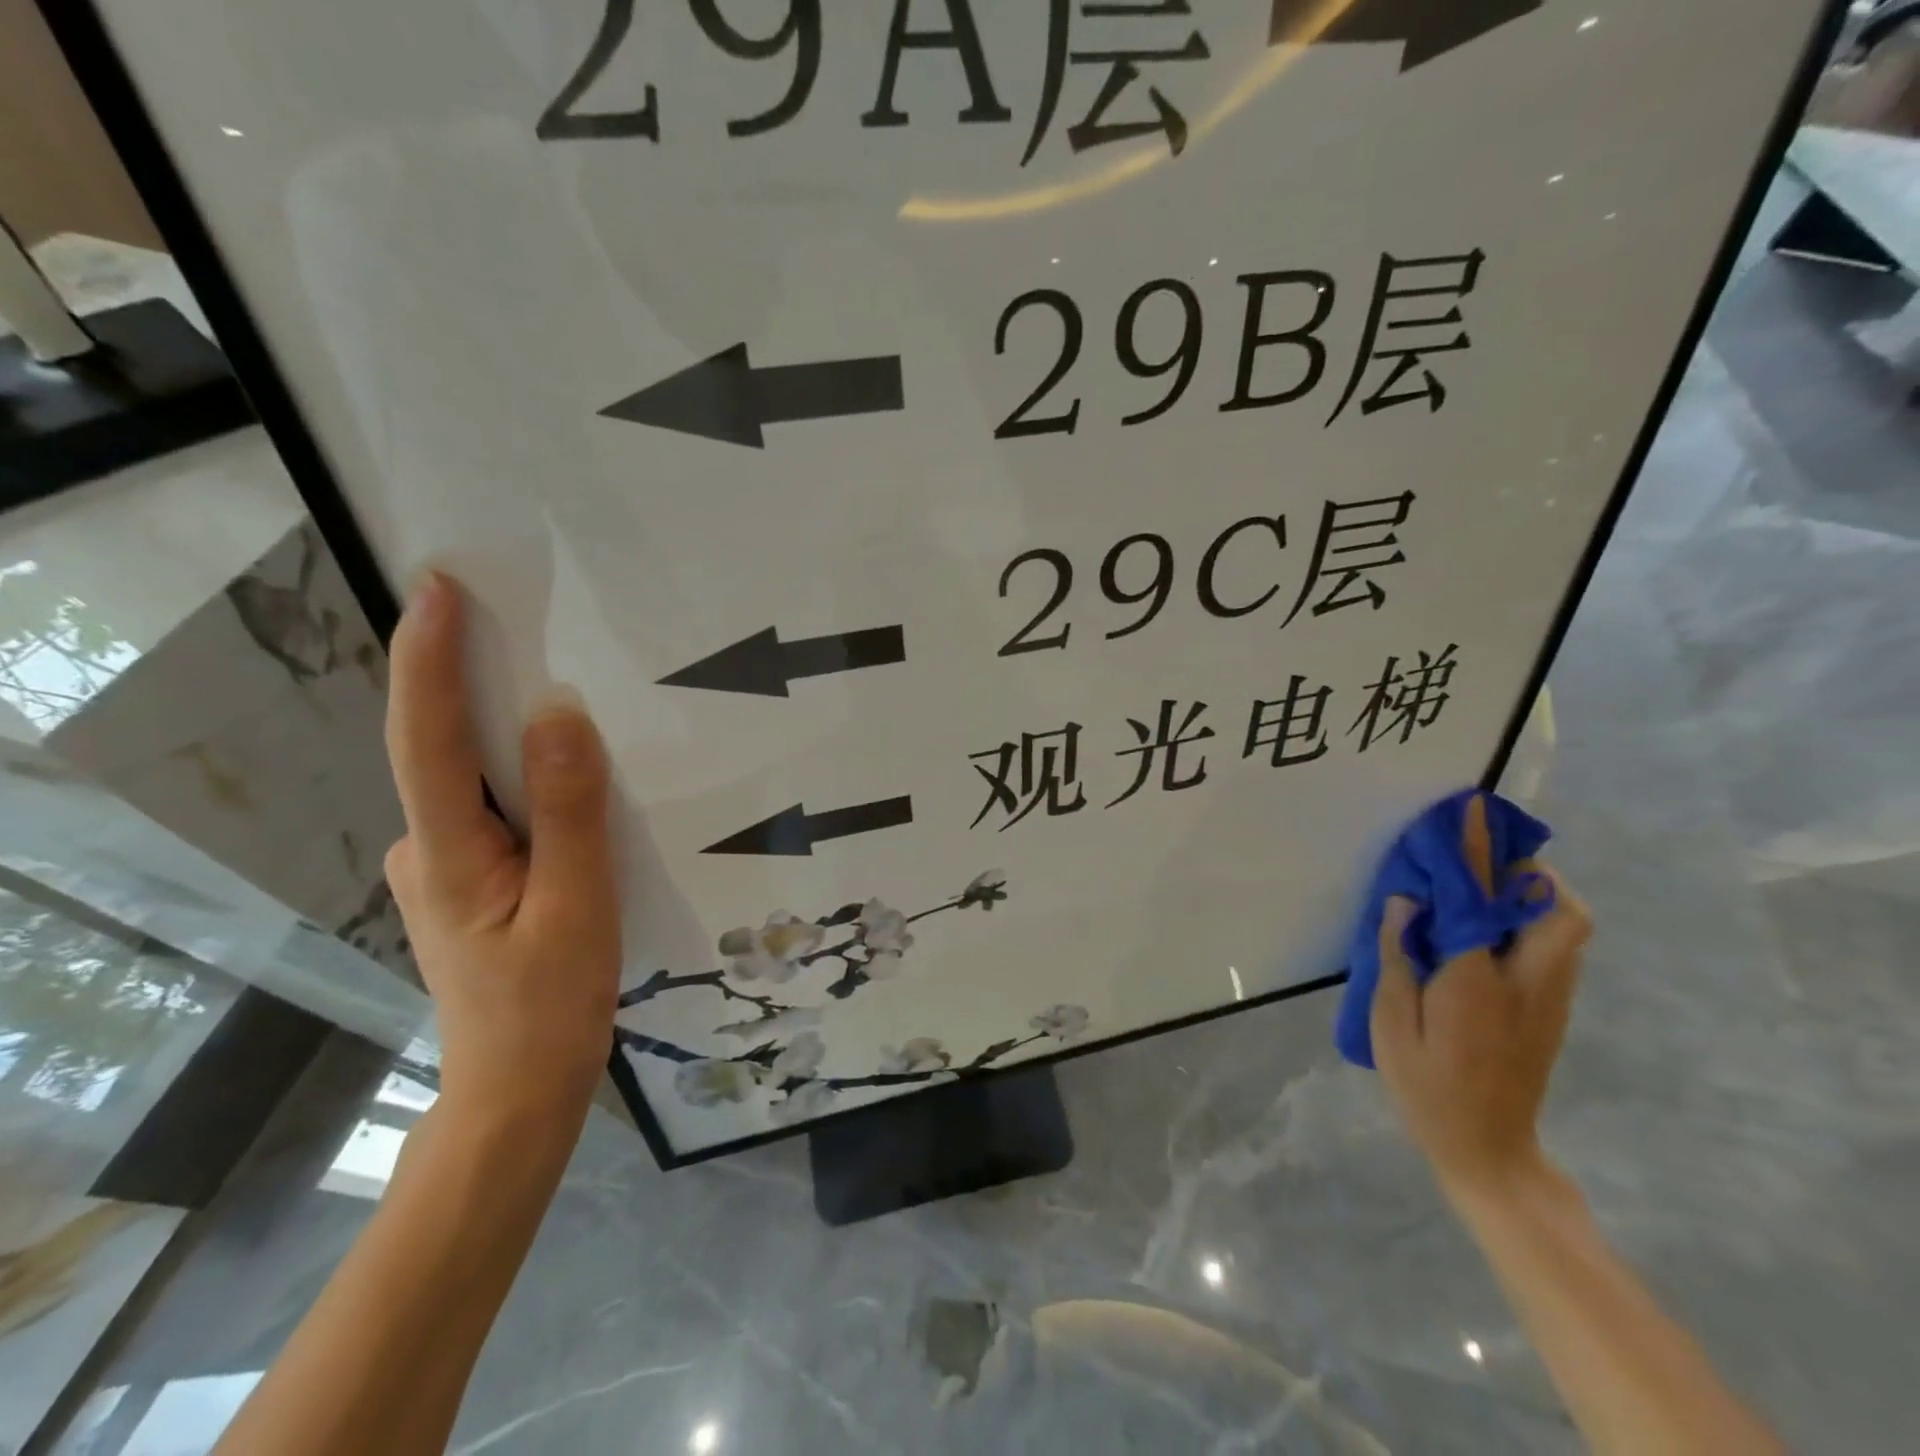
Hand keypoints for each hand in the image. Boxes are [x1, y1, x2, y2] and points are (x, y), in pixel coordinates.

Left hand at [383, 572, 620, 1125]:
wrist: (517, 1089)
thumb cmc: (549, 1004)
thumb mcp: (578, 906)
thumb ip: (568, 811)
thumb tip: (559, 715)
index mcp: (448, 852)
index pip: (426, 738)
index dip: (428, 658)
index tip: (438, 588)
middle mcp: (427, 849)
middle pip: (440, 748)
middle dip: (467, 677)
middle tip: (517, 618)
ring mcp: (444, 867)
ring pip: (471, 780)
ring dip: (500, 728)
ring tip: (555, 686)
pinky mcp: (470, 879)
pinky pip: (492, 807)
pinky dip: (521, 775)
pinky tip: (564, 773)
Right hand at [1370, 794, 1591, 1204]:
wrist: (1488, 1150)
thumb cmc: (1426, 1086)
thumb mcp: (1391, 1024)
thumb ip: (1397, 958)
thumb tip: (1406, 902)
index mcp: (1476, 983)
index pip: (1480, 902)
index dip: (1475, 853)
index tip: (1470, 812)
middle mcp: (1526, 983)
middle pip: (1559, 912)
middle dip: (1531, 870)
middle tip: (1490, 853)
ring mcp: (1549, 999)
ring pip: (1567, 928)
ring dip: (1538, 892)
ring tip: (1492, 880)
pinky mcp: (1553, 1012)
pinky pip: (1556, 947)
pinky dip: (1535, 919)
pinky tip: (1493, 925)